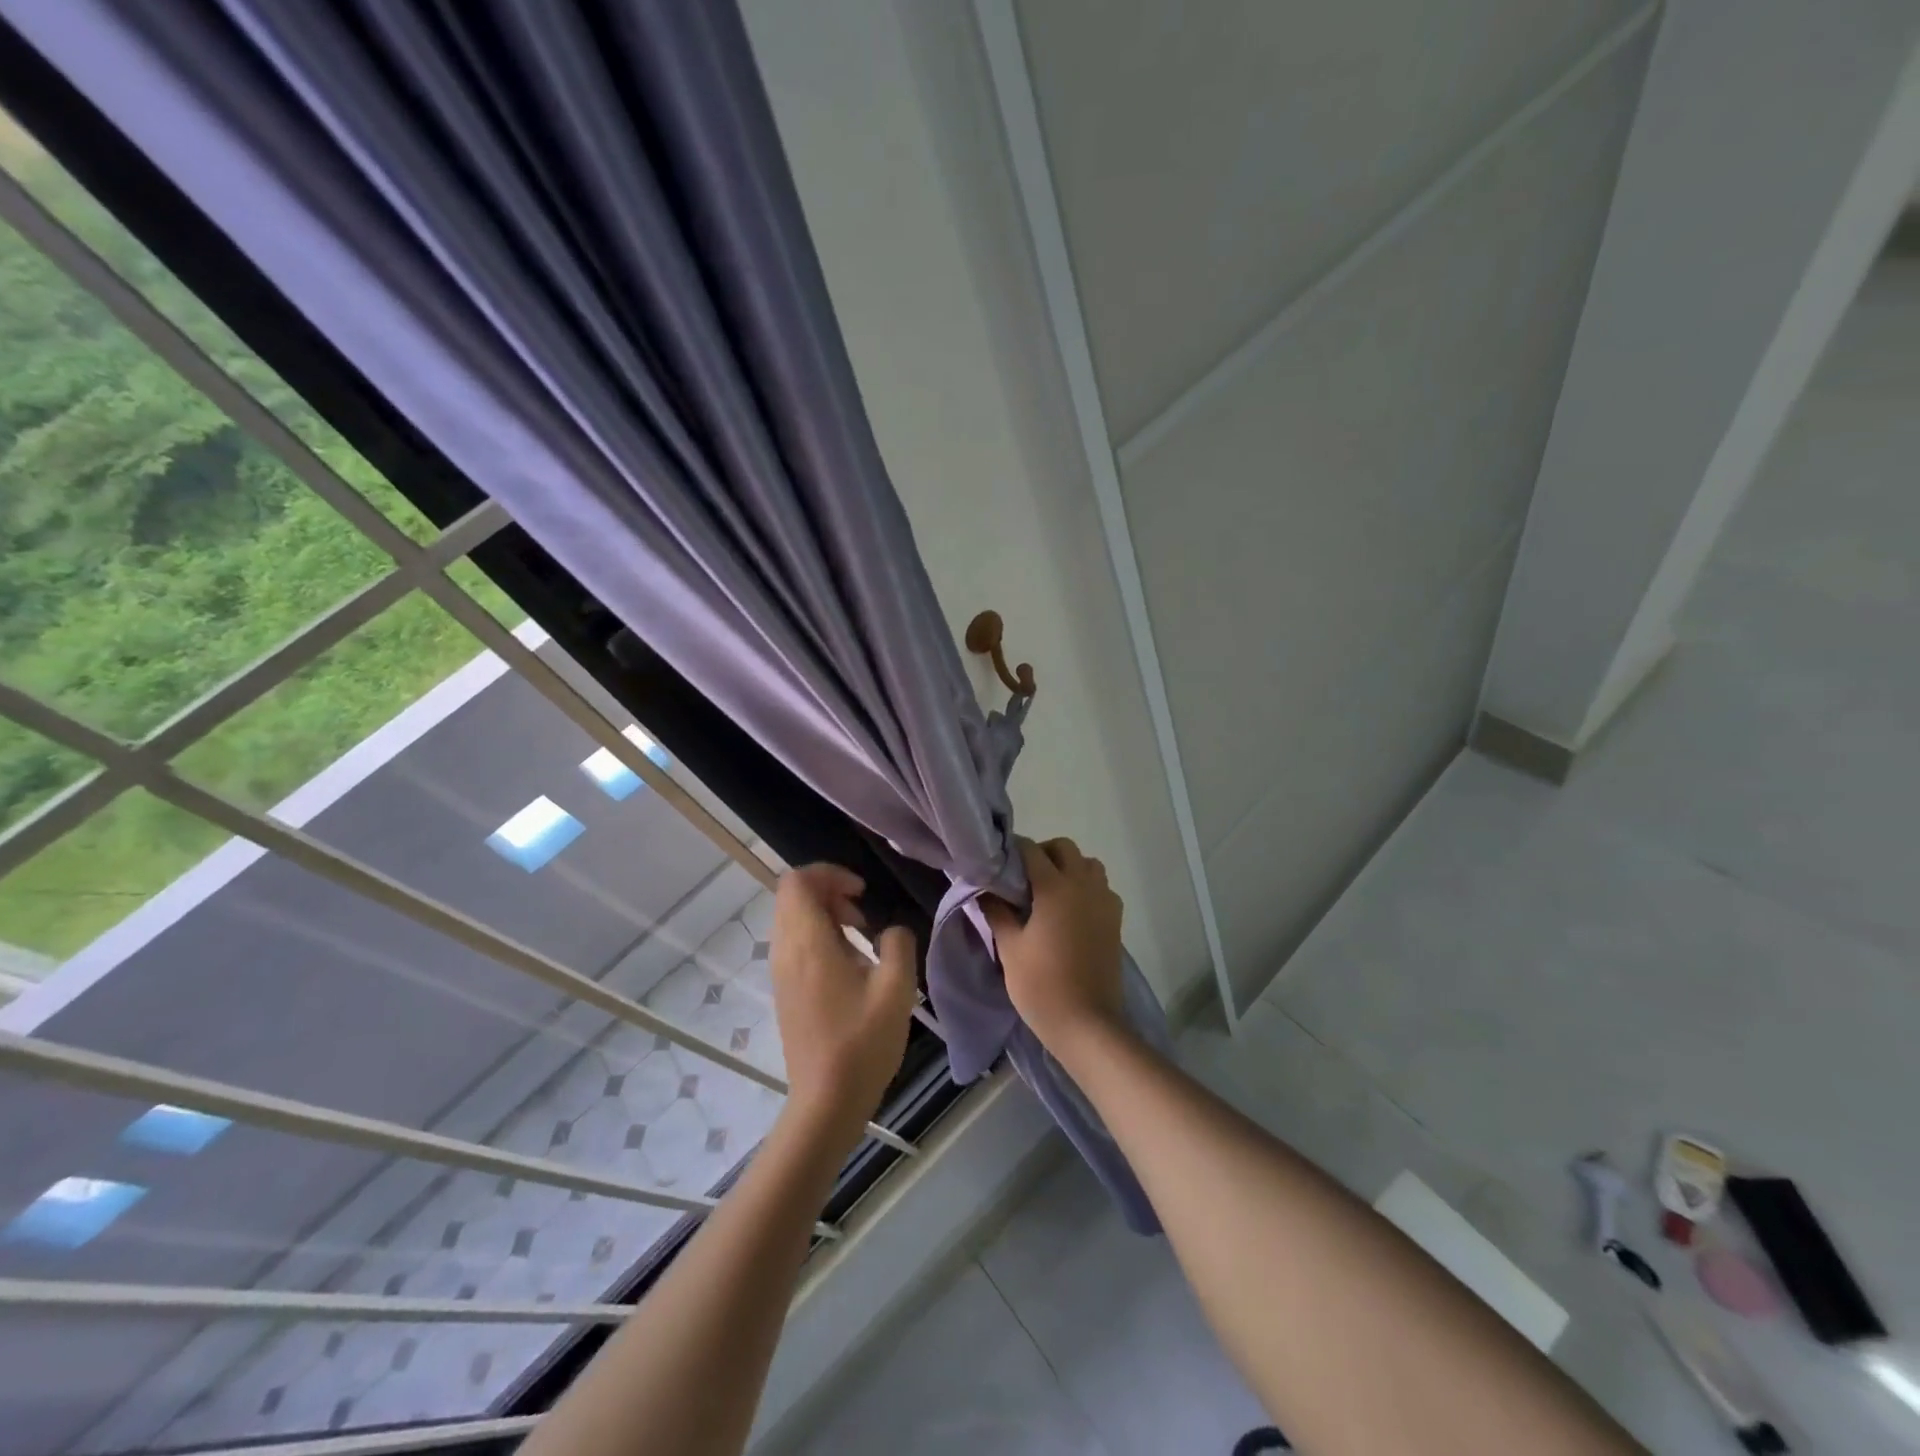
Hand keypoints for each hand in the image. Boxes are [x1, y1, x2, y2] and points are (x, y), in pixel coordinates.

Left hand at [767, 865, 917, 1149]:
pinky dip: (818, 935)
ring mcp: (781, 972)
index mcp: (808, 943)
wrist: (826, 1101)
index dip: (829, 873)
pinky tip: (848, 962)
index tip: (862, 893)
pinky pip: (794, 942)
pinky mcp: (784, 990)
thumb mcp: (897, 989)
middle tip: (863, 912)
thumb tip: (891, 931)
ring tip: (860, 935)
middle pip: (792, 895)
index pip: (797, 881)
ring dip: (824, 913)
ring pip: (792, 918)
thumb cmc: (862, 1042)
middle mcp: (786, 951)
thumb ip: (898, 944)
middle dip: (828, 891)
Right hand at [984, 837, 1126, 1061]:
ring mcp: (1104, 902)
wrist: (1087, 1023)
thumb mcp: (1010, 948)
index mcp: (1055, 887)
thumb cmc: (1041, 985)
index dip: (1013, 851)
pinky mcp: (1115, 920)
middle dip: (1043, 854)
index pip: (1031, 850)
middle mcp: (1084, 885)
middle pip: (1064, 848)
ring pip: (1088, 864)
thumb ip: (997, 912)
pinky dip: (1086, 888)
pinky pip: (1102, 888)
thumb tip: (984, 890)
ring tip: (1048, 893)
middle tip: (1023, 879)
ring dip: (1069, 868)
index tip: (998, 865)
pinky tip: (1070, 913)